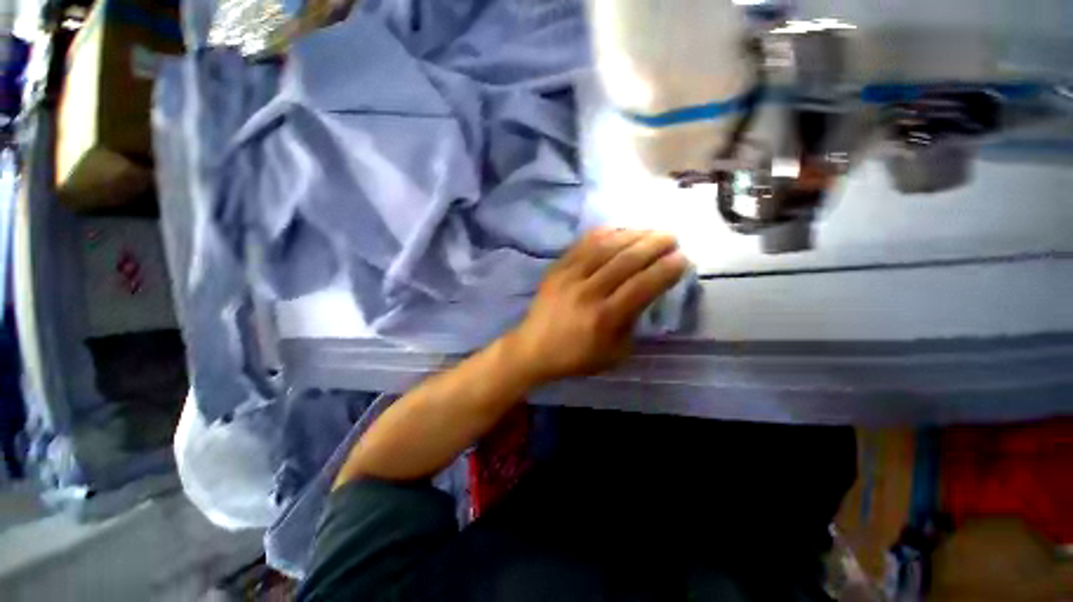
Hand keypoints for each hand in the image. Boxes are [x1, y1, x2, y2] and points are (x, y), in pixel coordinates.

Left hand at [505, 228, 686, 384]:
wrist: (534, 348)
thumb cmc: (577, 356)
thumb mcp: (614, 352)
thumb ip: (633, 321)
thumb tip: (647, 291)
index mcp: (604, 318)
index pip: (642, 286)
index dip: (664, 270)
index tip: (681, 258)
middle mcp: (588, 292)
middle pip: (626, 261)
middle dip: (654, 245)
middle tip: (671, 237)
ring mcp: (569, 277)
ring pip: (605, 247)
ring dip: (632, 235)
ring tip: (649, 231)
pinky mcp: (556, 268)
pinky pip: (582, 244)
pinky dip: (604, 233)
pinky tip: (619, 230)